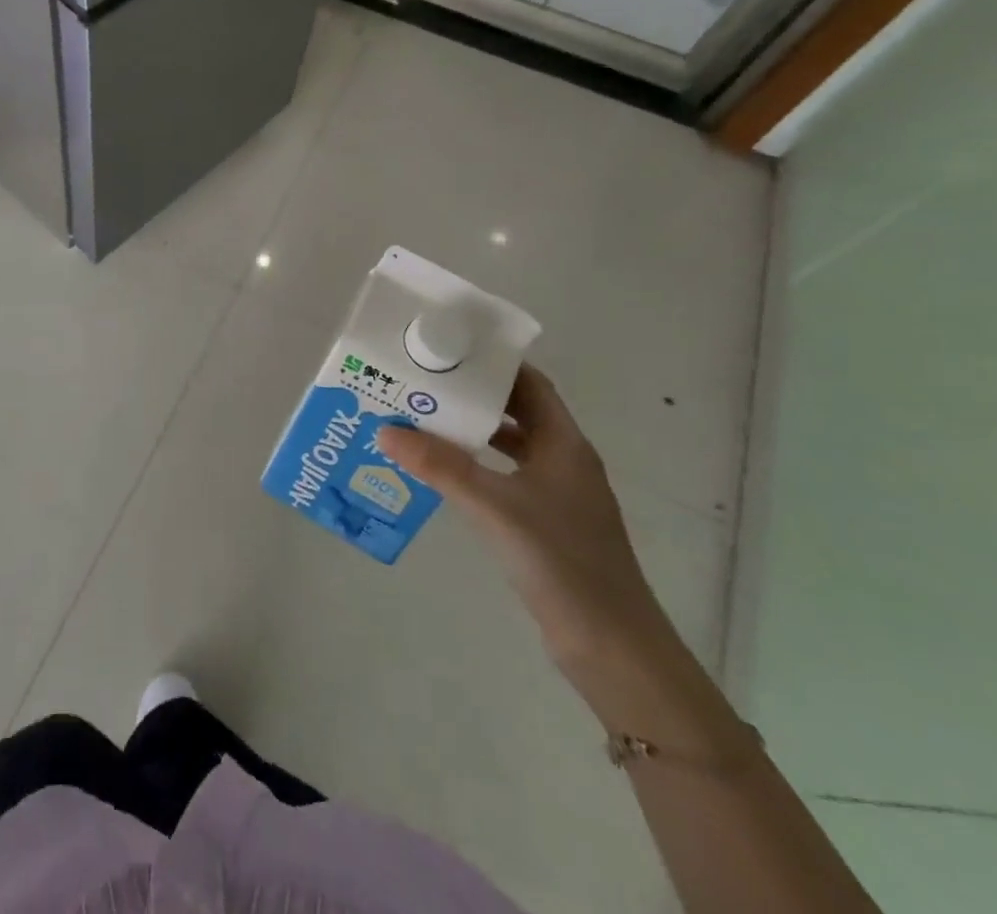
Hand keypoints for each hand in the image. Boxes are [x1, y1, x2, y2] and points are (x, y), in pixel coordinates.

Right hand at [377, 364, 671, 670]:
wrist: (611, 647)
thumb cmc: (561, 562)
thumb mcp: (494, 507)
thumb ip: (440, 467)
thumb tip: (385, 430)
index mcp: (564, 445)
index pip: (530, 385)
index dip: (494, 364)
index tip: (448, 350)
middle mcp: (563, 461)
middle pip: (517, 412)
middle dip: (472, 395)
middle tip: (423, 382)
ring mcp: (557, 495)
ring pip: (509, 446)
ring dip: (472, 431)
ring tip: (422, 419)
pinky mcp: (546, 524)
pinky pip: (505, 477)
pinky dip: (476, 466)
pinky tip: (443, 471)